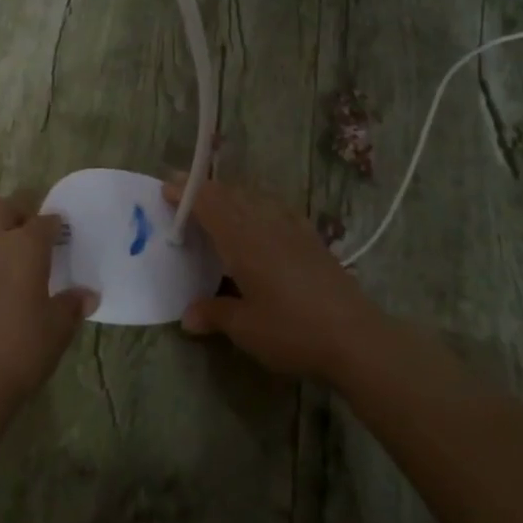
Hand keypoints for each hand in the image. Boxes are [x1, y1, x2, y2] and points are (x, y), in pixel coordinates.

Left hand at [0, 194, 95, 400]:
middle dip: (21, 213)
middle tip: (35, 235)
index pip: (45, 220)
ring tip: (11, 255)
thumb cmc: (19, 347)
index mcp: (26, 243)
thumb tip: (88, 295)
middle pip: (5, 207)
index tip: (64, 236)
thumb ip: (71, 305)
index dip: (57, 225)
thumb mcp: (56, 328)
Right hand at [165, 177, 382, 383]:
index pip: (210, 205)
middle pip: (232, 197)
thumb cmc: (292, 330)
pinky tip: (263, 216)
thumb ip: (215, 315)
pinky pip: (279, 210)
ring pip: (256, 200)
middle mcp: (266, 226)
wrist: (355, 336)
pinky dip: (261, 205)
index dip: (188, 194)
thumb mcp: (246, 328)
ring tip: (218, 201)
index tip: (167, 186)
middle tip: (184, 190)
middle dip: (206, 190)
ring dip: (233, 195)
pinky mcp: (313, 240)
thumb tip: (188, 316)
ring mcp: (293, 230)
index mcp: (243, 241)